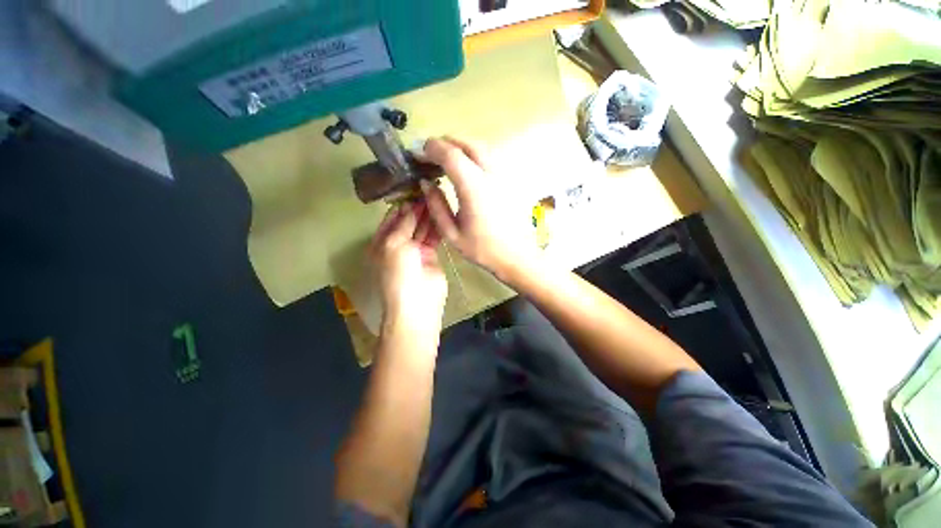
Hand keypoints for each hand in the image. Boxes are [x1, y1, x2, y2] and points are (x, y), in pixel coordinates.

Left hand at [369, 202, 447, 343]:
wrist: (417, 303)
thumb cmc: (399, 273)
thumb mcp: (394, 245)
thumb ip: (403, 225)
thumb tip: (409, 206)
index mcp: (382, 244)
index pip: (391, 220)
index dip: (400, 206)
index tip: (411, 190)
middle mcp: (397, 246)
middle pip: (407, 223)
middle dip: (416, 209)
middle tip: (428, 192)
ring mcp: (415, 251)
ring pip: (421, 229)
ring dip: (427, 216)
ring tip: (436, 198)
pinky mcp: (430, 256)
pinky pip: (433, 238)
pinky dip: (437, 227)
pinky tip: (442, 214)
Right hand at [420, 137, 537, 279]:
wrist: (516, 256)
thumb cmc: (483, 249)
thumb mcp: (452, 234)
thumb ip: (437, 206)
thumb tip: (425, 183)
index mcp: (474, 189)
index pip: (451, 155)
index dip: (432, 148)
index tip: (418, 153)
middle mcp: (490, 175)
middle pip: (467, 144)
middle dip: (445, 143)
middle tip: (429, 153)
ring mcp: (503, 176)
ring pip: (481, 148)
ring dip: (460, 146)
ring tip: (444, 158)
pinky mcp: (509, 181)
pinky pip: (489, 158)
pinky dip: (473, 155)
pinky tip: (465, 168)